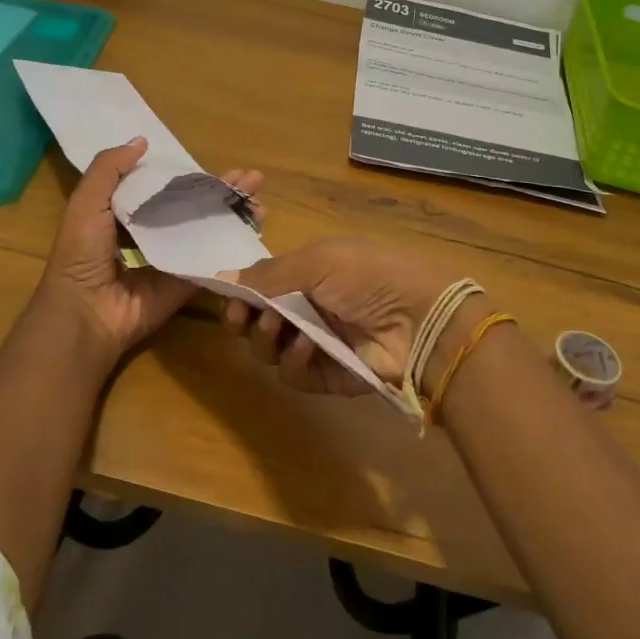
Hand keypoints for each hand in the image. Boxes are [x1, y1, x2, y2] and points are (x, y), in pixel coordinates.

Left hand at [30, 137, 263, 364]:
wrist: (87, 312)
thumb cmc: (82, 253)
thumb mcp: (86, 202)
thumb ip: (109, 169)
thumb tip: (142, 141)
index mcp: (127, 215)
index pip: (167, 189)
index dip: (193, 175)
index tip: (218, 163)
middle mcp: (153, 235)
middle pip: (196, 207)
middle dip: (224, 191)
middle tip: (254, 178)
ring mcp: (173, 260)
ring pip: (210, 231)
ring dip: (236, 214)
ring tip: (261, 198)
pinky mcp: (186, 283)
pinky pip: (213, 261)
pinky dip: (236, 245)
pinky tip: (257, 227)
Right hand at [220, 237, 478, 395]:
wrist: (418, 318)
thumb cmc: (366, 276)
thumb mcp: (317, 262)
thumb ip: (268, 275)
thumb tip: (221, 276)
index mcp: (307, 275)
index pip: (260, 288)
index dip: (240, 295)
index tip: (228, 299)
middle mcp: (308, 309)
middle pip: (257, 322)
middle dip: (245, 320)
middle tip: (244, 318)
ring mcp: (318, 344)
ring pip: (270, 351)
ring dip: (267, 340)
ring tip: (278, 328)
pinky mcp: (328, 377)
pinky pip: (295, 375)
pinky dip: (295, 361)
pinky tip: (308, 347)